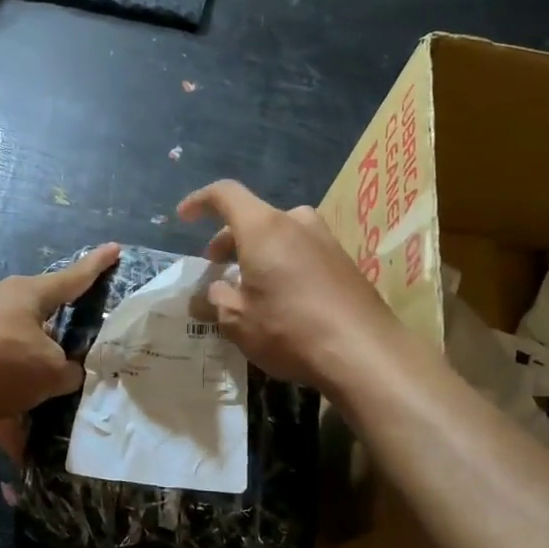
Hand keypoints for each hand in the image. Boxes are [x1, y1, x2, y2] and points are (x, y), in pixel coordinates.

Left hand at [0, 242, 121, 458]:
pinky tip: (11, 440)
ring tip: (45, 413)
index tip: (114, 248)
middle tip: (77, 360)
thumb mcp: (49, 371)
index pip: (73, 278)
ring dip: (30, 383)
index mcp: (29, 295)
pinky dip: (3, 408)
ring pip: (15, 356)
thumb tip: (68, 373)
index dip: (96, 266)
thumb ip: (68, 371)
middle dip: (57, 342)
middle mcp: (0, 304)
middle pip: (40, 320)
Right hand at [177, 180, 398, 388]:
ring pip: (279, 235)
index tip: (184, 217)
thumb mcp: (238, 321)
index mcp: (264, 228)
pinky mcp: (344, 262)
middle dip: (228, 240)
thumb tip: (206, 295)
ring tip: (246, 286)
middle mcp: (296, 223)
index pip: (225, 195)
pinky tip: (279, 297)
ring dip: (257, 253)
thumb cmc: (290, 330)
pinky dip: (281, 263)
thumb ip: (215, 301)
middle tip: (216, 268)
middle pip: (253, 217)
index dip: (200, 202)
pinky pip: (301, 251)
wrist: (365, 352)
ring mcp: (325, 240)